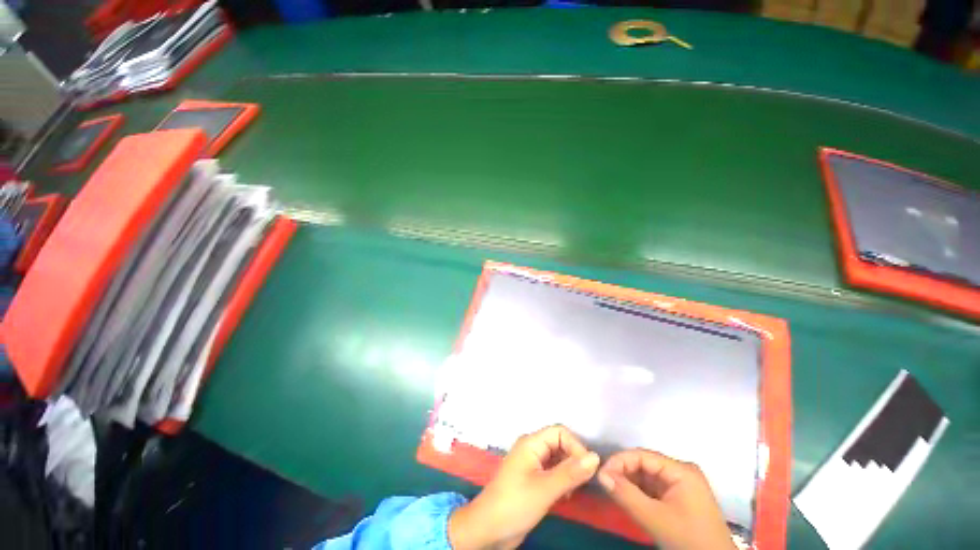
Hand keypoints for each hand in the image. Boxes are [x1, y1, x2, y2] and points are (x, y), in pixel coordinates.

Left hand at [448, 425, 599, 549]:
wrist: (488, 529)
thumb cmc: (515, 504)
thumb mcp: (545, 489)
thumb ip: (570, 472)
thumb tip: (595, 457)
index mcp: (531, 443)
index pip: (559, 432)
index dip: (575, 446)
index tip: (587, 470)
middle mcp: (532, 449)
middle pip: (559, 443)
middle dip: (574, 460)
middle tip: (583, 483)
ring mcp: (532, 464)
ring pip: (558, 458)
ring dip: (569, 472)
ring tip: (574, 491)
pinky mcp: (533, 479)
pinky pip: (553, 472)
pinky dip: (563, 481)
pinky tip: (565, 496)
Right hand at [598, 449, 735, 549]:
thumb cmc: (688, 540)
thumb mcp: (655, 519)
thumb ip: (626, 495)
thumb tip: (600, 474)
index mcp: (681, 470)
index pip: (642, 455)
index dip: (619, 461)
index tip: (601, 474)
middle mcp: (681, 471)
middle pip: (644, 464)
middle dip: (623, 472)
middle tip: (605, 484)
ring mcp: (682, 485)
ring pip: (647, 476)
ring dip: (629, 483)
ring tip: (613, 492)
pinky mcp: (680, 498)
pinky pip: (653, 488)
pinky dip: (639, 493)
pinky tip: (627, 499)